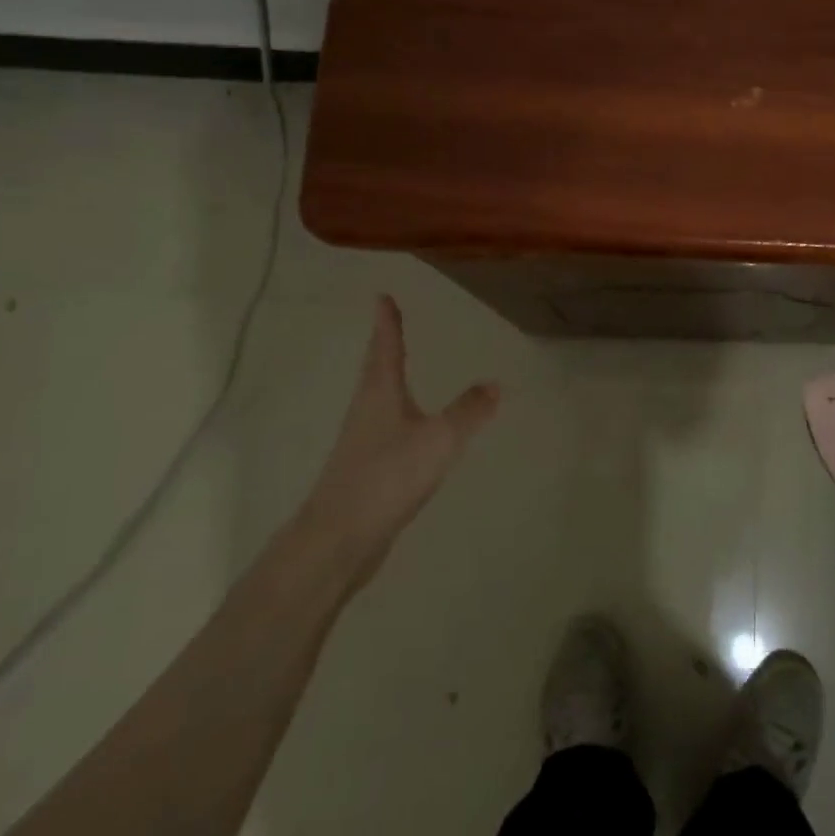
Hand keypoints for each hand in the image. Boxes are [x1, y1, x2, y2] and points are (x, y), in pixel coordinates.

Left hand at [296, 296, 499, 590]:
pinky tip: (410, 429)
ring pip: (378, 400)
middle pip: (375, 371)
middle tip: (391, 326)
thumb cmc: (387, 476)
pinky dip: (398, 415)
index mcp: (379, 394)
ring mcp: (362, 442)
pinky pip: (385, 429)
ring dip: (388, 380)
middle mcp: (366, 411)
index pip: (385, 348)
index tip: (382, 297)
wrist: (339, 538)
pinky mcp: (365, 470)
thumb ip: (469, 412)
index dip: (387, 323)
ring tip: (401, 369)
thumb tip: (495, 383)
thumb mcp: (439, 439)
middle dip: (384, 347)